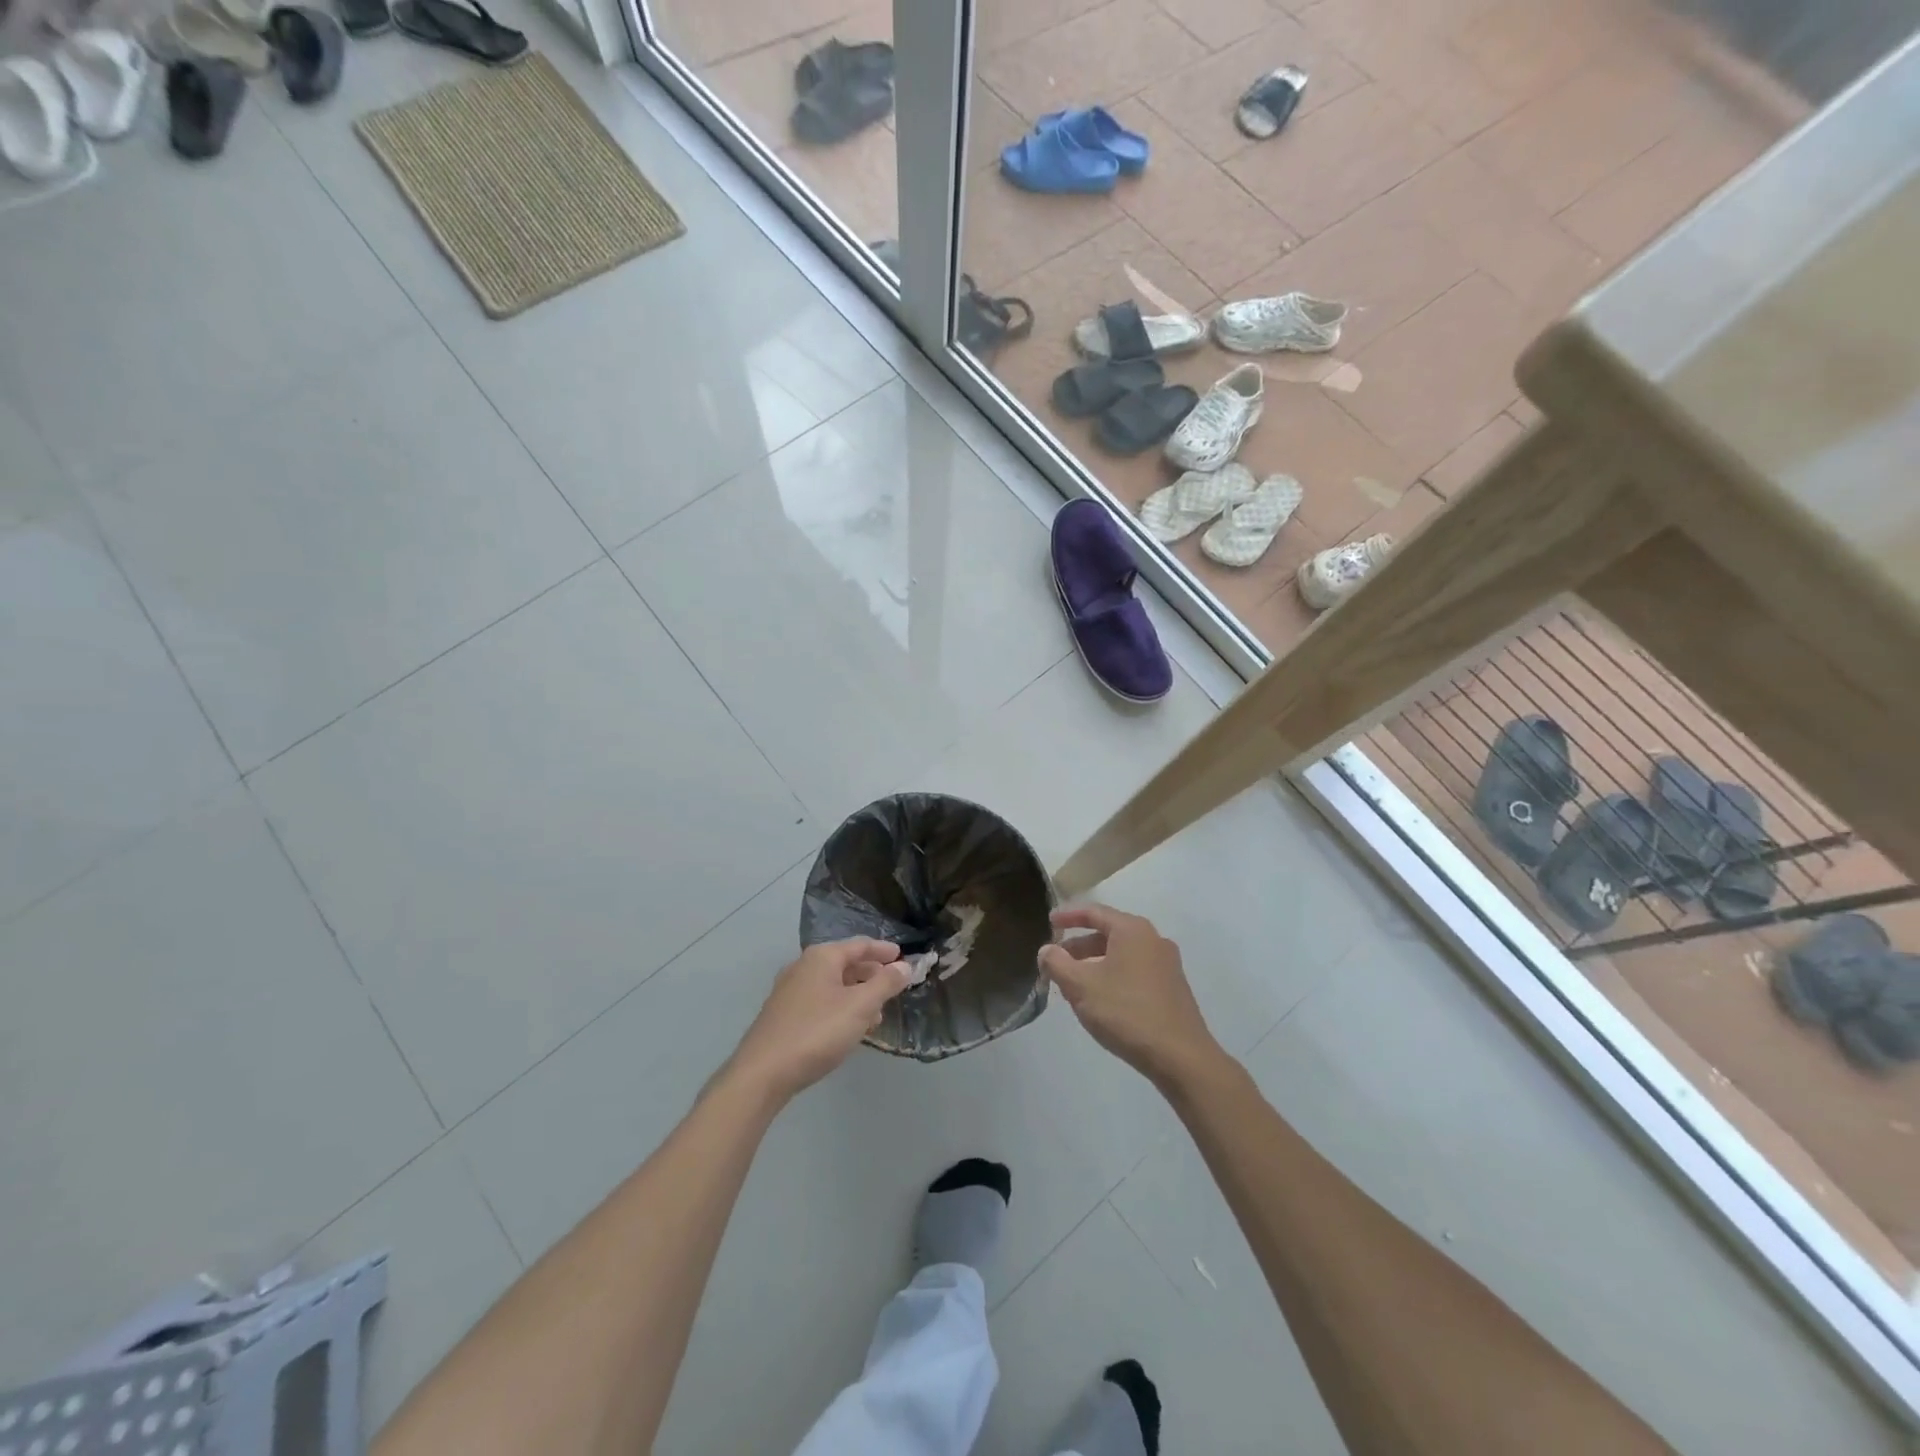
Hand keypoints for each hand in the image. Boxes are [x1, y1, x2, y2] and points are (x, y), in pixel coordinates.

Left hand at [727, 939, 911, 1102]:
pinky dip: (839, 1007)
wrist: (763, 1073)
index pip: (859, 945)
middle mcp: (803, 967)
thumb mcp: (860, 1007)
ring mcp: (789, 991)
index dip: (883, 951)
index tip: (902, 956)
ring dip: (856, 994)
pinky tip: (848, 1028)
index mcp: (821, 957)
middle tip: (892, 986)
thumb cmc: (817, 1032)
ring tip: (876, 1014)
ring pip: (832, 984)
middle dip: (870, 974)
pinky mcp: (782, 1015)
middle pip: (844, 963)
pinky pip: (820, 1001)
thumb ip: (885, 984)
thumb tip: (905, 966)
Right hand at [1039, 905, 1222, 1088]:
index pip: (1094, 912)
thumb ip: (1058, 963)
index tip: (1049, 922)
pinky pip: (1135, 970)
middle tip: (1057, 960)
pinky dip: (1113, 975)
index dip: (1068, 916)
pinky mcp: (1172, 988)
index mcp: (1132, 930)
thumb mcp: (1081, 987)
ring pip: (1122, 954)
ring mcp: (1167, 964)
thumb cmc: (1126, 1012)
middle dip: (1080, 945)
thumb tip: (1046, 950)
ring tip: (1074, 982)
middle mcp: (1153, 939)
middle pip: (1109, 933)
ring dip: (1095, 963)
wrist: (1180, 1057)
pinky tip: (1101, 999)